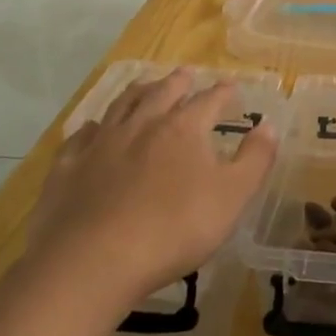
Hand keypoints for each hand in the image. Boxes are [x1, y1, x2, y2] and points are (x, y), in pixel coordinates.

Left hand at [28, 70, 277, 316]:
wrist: (93, 262)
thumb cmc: (174, 229)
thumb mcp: (232, 196)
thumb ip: (255, 159)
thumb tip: (268, 125)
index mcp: (184, 129)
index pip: (209, 100)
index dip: (223, 92)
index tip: (232, 86)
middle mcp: (142, 125)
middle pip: (162, 93)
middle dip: (178, 82)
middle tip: (186, 74)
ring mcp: (101, 144)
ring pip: (121, 106)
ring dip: (137, 92)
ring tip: (145, 85)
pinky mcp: (67, 168)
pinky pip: (81, 137)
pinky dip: (93, 128)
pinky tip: (94, 130)